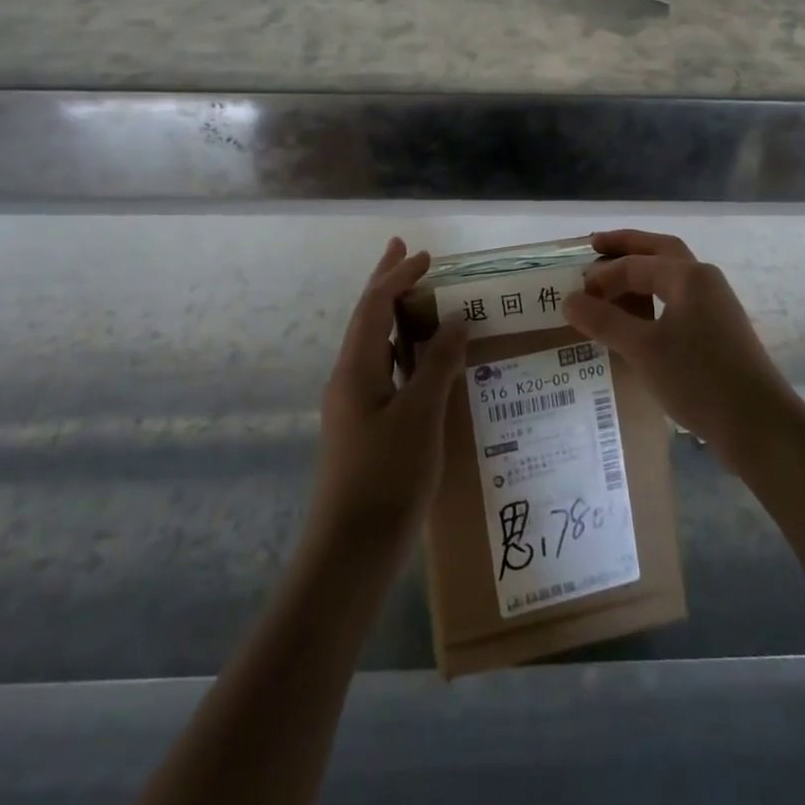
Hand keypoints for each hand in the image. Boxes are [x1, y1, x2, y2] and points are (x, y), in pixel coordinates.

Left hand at [308, 238, 467, 559]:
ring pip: (377, 346)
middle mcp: (349, 379)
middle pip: (368, 318)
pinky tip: (428, 363)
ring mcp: (355, 406)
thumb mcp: (420, 415)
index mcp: (355, 369)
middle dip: (387, 282)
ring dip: (397, 316)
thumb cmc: (386, 477)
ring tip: (423, 299)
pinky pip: (386, 372)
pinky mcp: (366, 429)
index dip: (398, 276)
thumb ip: (437, 364)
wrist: (351, 553)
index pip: (375, 306)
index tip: (426, 255)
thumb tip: (455, 320)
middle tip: (406, 251)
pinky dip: (406, 352)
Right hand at [564, 229, 798, 466]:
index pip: (634, 264)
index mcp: (687, 276)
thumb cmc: (699, 379)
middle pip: (659, 249)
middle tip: (593, 245)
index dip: (601, 277)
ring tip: (611, 280)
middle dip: (626, 246)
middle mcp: (704, 279)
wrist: (759, 424)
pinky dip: (654, 296)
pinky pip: (678, 298)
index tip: (573, 296)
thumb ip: (604, 321)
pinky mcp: (719, 329)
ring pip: (671, 274)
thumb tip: (569, 300)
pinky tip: (639, 317)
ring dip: (641, 270)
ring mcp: (715, 304)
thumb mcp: (643, 349)